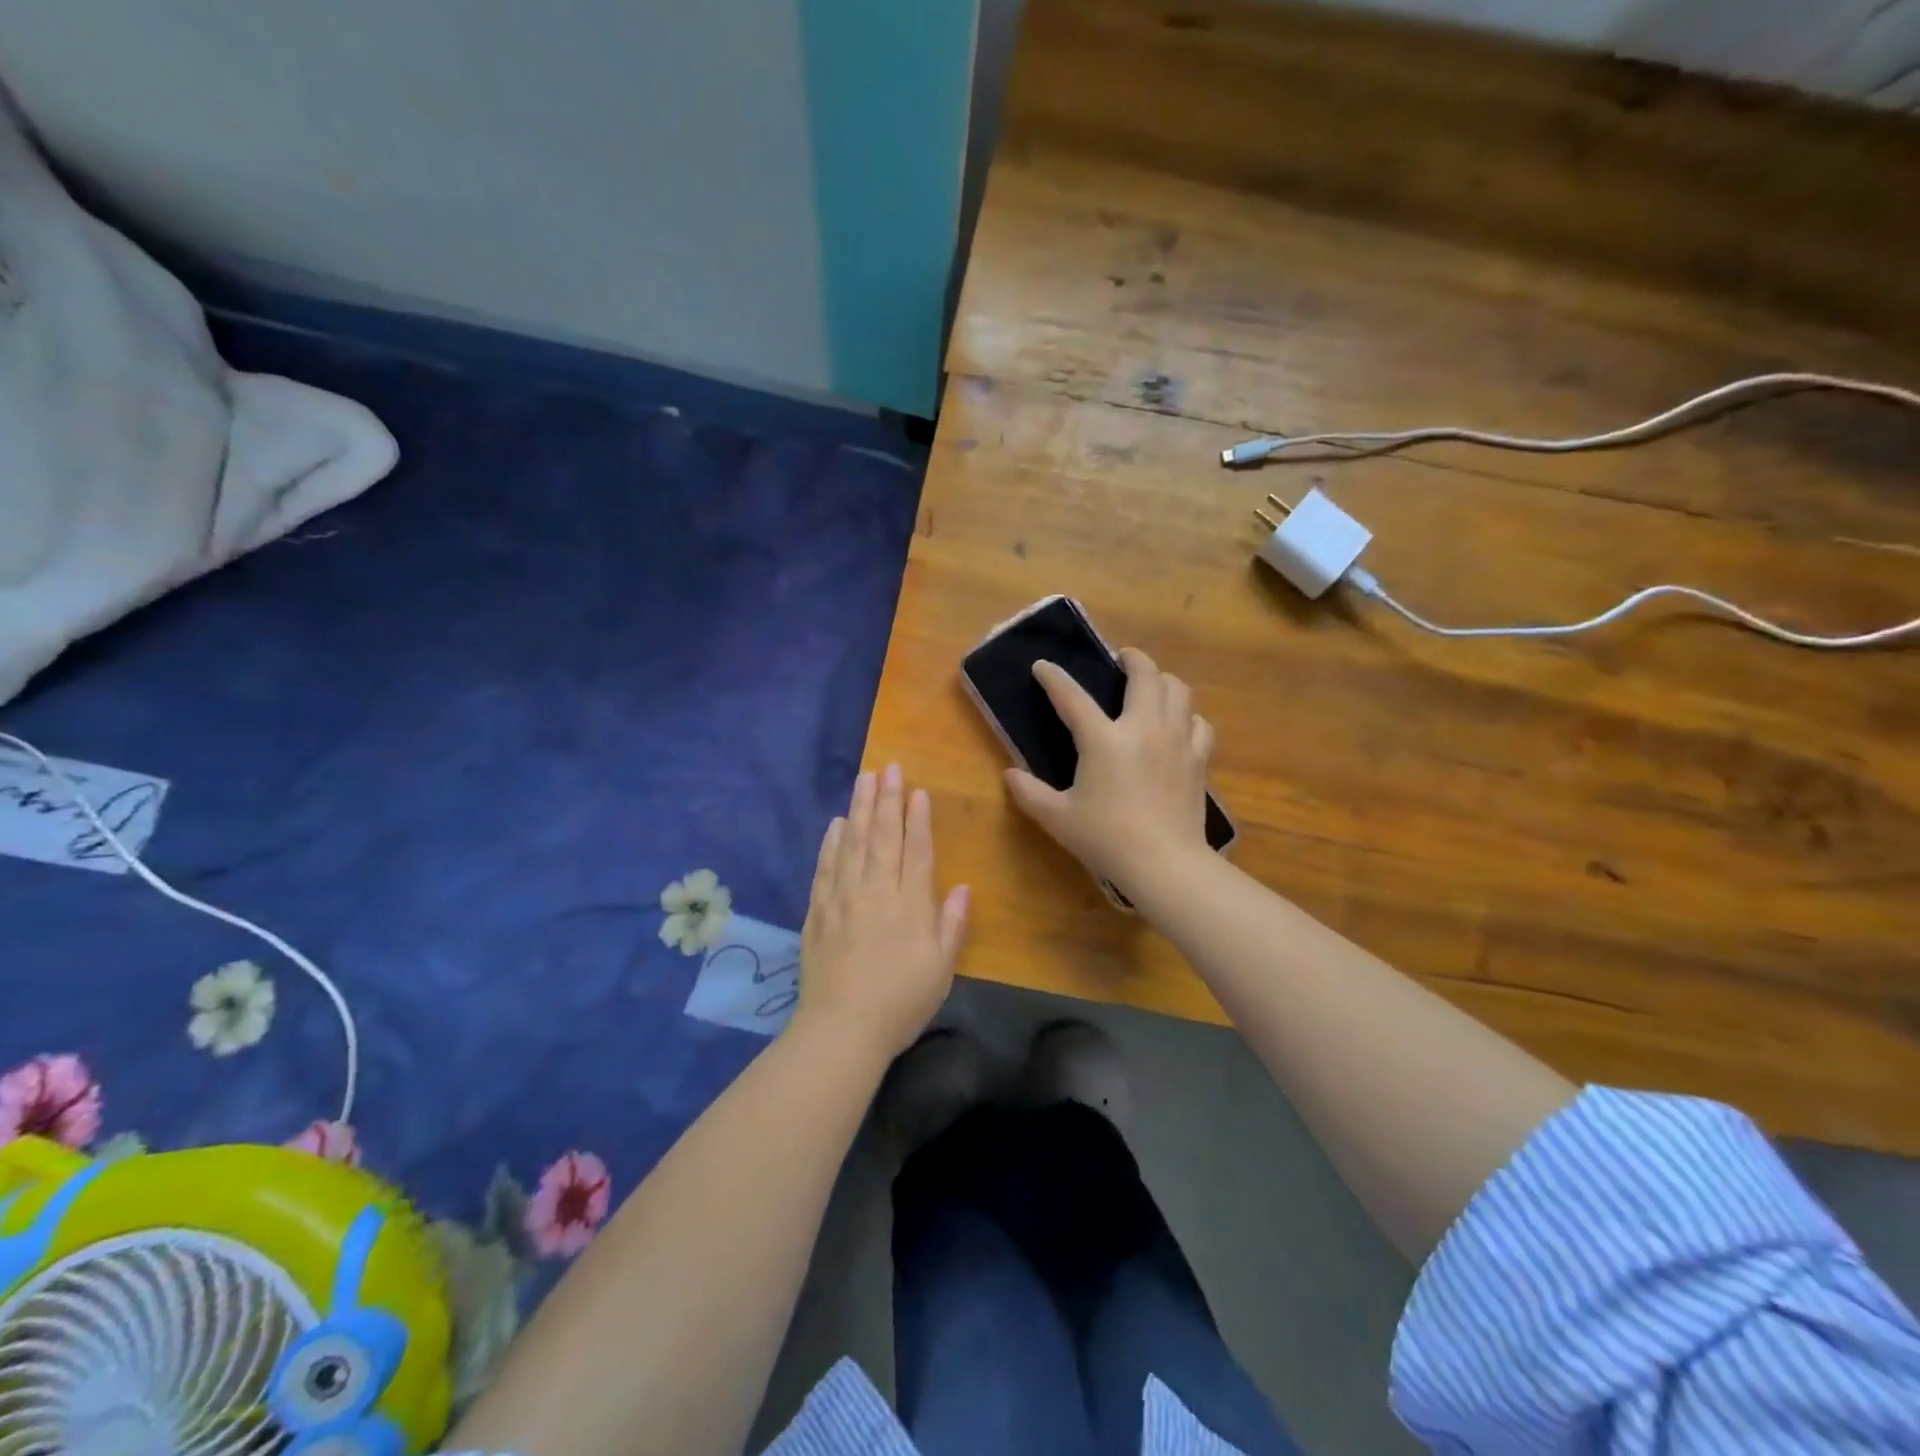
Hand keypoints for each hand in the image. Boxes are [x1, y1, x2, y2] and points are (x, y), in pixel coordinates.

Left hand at [797, 764, 969, 1057]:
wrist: (842, 1029)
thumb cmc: (901, 1002)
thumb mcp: (941, 969)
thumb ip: (951, 925)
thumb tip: (961, 888)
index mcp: (910, 904)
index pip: (916, 850)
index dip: (917, 819)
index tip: (917, 790)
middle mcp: (876, 891)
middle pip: (882, 836)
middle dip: (887, 799)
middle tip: (889, 767)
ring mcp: (843, 898)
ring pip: (852, 844)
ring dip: (859, 809)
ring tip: (864, 779)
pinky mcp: (818, 912)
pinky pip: (825, 868)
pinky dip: (831, 843)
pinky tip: (835, 824)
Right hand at [1004, 648, 1214, 892]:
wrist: (1164, 863)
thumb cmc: (1106, 839)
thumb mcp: (1057, 818)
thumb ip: (1029, 793)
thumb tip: (1009, 775)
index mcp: (1103, 739)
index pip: (1072, 697)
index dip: (1053, 678)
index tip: (1042, 666)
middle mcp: (1143, 728)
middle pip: (1145, 674)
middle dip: (1132, 658)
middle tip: (1121, 659)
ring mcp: (1176, 740)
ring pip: (1178, 690)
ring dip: (1162, 681)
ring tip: (1150, 687)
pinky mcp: (1198, 759)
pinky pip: (1198, 723)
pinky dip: (1187, 717)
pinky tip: (1179, 726)